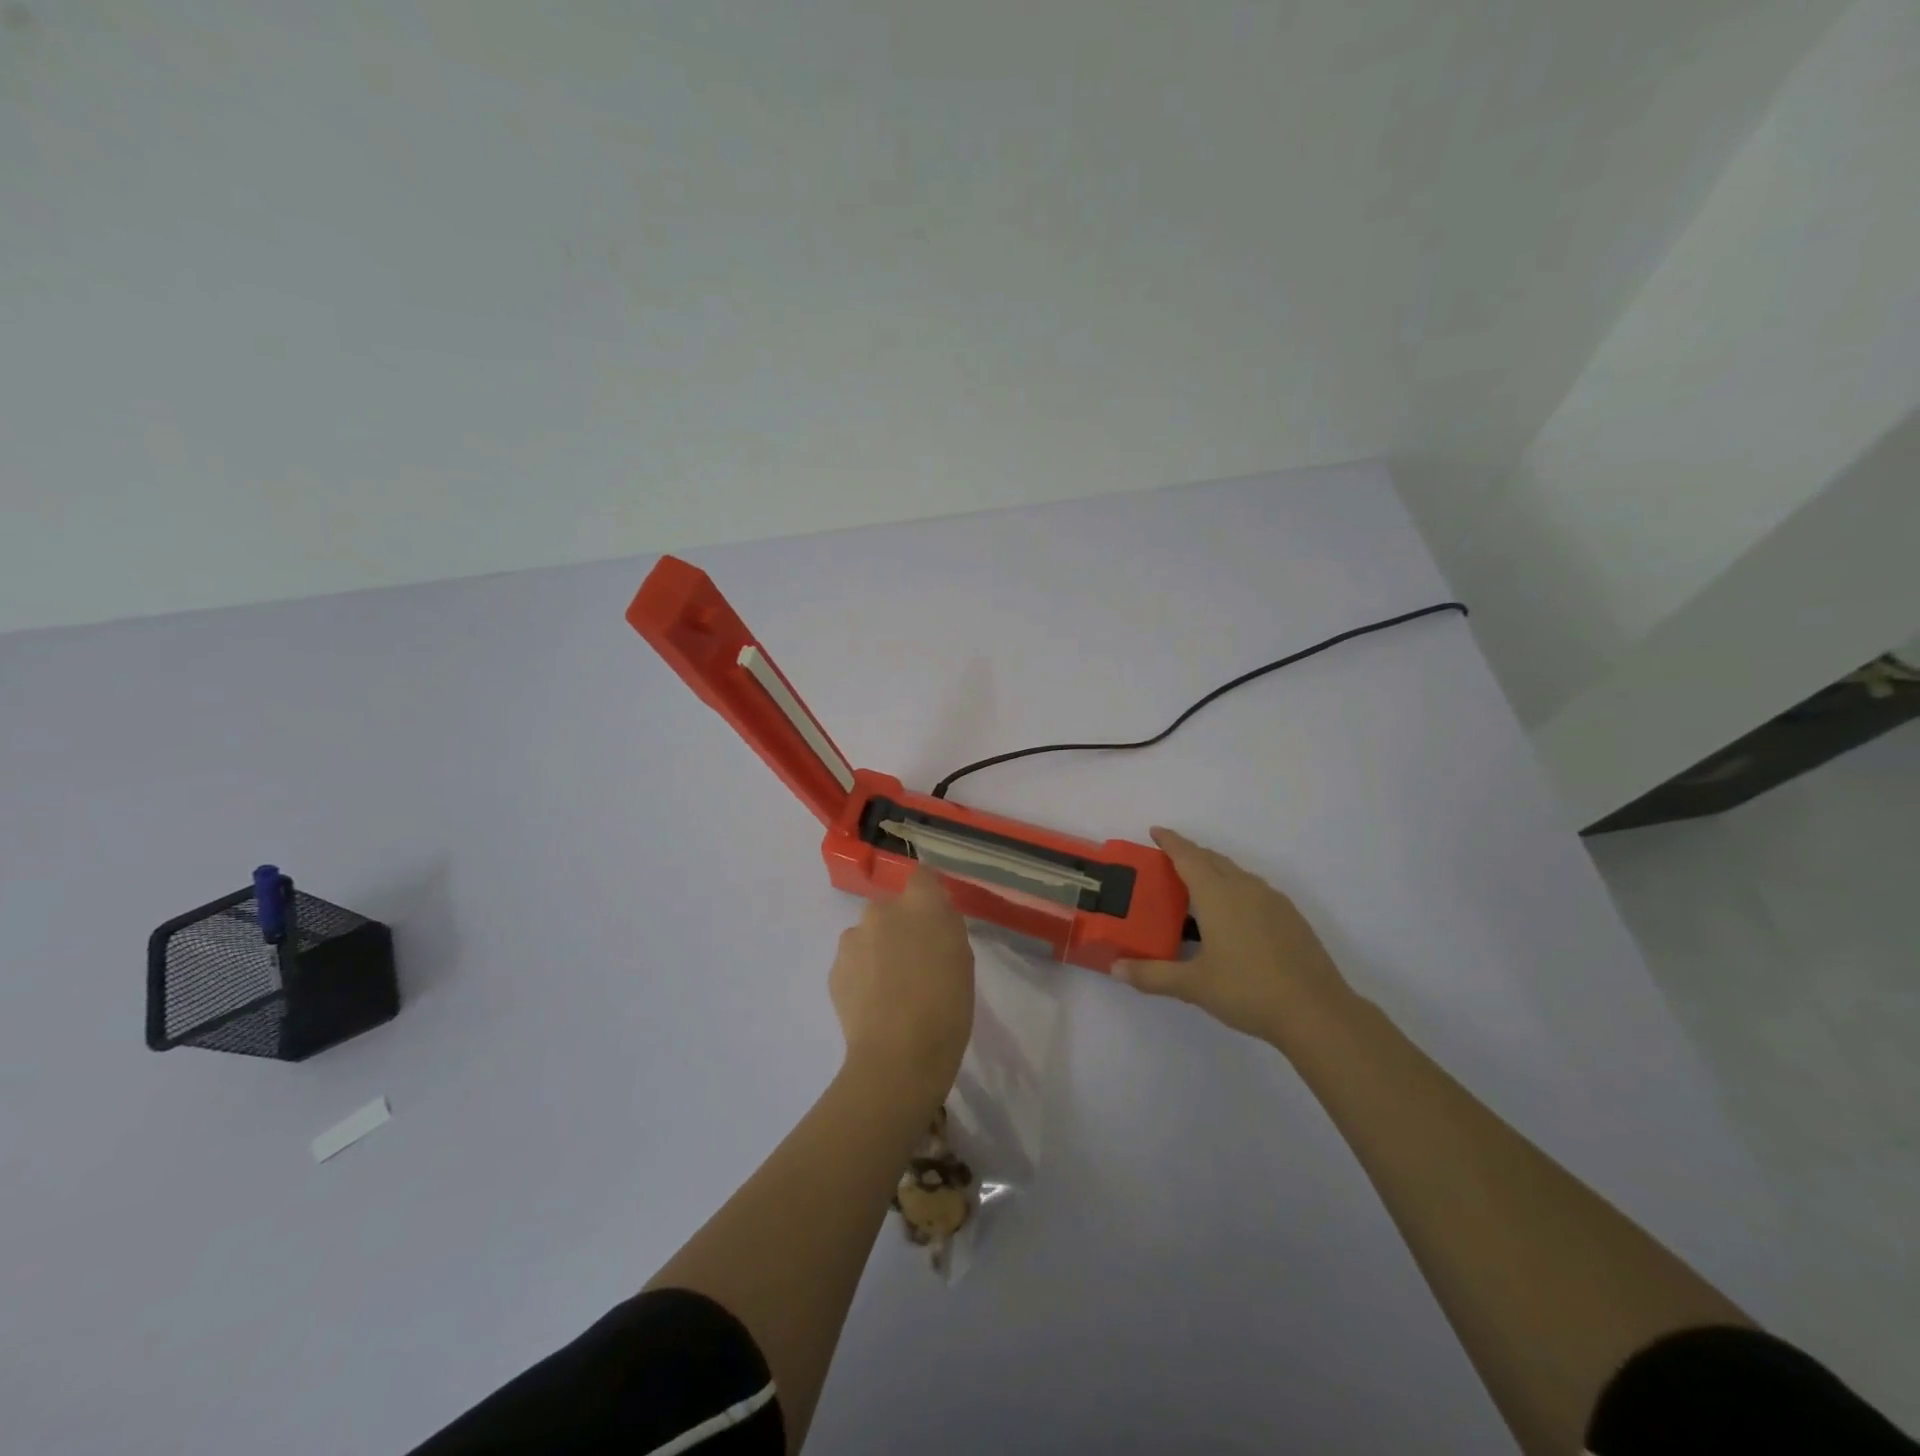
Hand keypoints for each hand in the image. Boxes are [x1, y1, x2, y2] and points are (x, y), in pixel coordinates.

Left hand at [829, 869, 974, 1101]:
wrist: (898, 1057)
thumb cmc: (946, 1008)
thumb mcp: (962, 960)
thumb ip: (945, 928)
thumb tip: (932, 920)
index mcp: (920, 905)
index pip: (922, 876)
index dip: (928, 893)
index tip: (935, 917)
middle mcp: (881, 911)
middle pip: (891, 908)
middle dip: (901, 926)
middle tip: (915, 961)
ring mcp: (852, 939)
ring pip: (868, 935)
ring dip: (878, 949)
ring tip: (891, 988)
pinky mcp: (834, 969)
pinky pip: (853, 961)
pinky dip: (863, 974)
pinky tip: (874, 1003)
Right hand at [1114, 827, 1353, 1050]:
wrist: (1316, 1012)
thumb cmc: (1247, 990)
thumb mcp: (1193, 985)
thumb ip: (1152, 975)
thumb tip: (1115, 969)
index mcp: (1217, 895)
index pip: (1188, 857)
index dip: (1170, 842)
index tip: (1156, 831)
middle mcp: (1244, 888)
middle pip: (1213, 859)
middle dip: (1190, 854)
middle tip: (1169, 859)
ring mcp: (1272, 901)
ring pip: (1236, 874)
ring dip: (1214, 871)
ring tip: (1197, 888)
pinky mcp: (1290, 917)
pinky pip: (1254, 890)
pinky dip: (1235, 890)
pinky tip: (1232, 917)